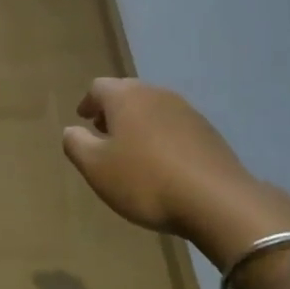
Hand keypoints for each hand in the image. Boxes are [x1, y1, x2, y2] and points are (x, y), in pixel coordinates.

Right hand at [61, 78, 289, 251]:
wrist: (218, 201)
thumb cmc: (145, 180)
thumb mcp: (96, 167)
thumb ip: (76, 144)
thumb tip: (72, 130)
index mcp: (126, 97)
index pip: (98, 87)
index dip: (88, 103)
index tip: (83, 119)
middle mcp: (156, 94)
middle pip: (128, 94)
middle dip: (113, 111)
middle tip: (104, 133)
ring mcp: (186, 111)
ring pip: (153, 109)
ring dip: (139, 124)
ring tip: (133, 151)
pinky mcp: (208, 132)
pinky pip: (175, 127)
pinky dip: (162, 138)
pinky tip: (163, 164)